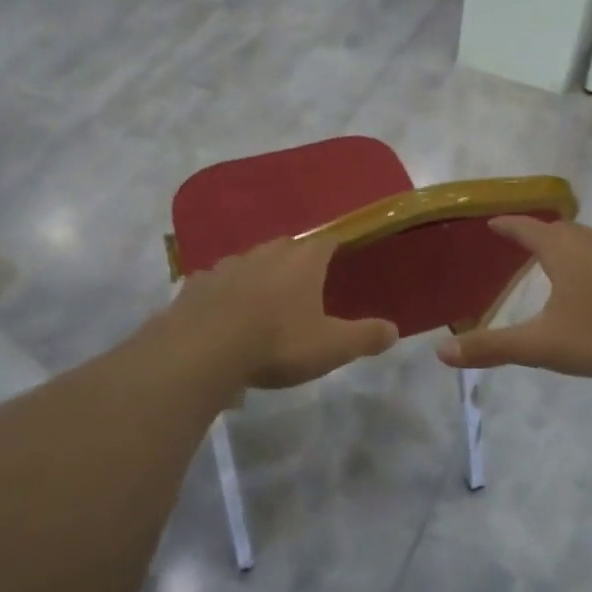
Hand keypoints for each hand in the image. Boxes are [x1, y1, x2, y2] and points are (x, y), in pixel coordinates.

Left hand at [167, 234, 397, 389]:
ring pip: (250, 261)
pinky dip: (225, 292)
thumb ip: (364, 337)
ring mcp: (228, 265)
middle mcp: (266, 253)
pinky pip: (217, 282)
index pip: (327, 241)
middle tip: (304, 284)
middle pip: (287, 247)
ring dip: (260, 274)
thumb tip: (394, 330)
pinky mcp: (197, 283)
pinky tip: (225, 313)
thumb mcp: (331, 347)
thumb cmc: (277, 342)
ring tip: (264, 300)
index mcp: (303, 261)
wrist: (203, 349)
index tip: (340, 257)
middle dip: (297, 260)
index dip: (335, 248)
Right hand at [435, 217, 591, 378]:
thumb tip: (440, 352)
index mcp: (563, 251)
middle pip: (560, 229)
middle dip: (540, 232)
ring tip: (563, 257)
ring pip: (591, 240)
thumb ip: (492, 347)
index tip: (493, 222)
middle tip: (525, 241)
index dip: (508, 225)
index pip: (527, 229)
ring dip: (572, 243)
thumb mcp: (542, 345)